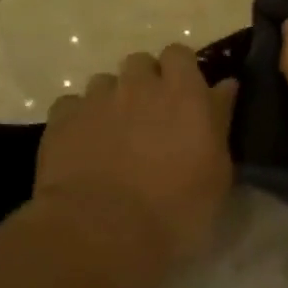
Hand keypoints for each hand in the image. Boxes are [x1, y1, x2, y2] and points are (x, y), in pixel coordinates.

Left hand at [27, 45, 237, 287]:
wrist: (100, 233)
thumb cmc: (175, 208)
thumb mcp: (217, 172)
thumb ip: (220, 120)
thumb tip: (225, 86)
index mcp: (183, 92)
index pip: (180, 54)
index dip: (180, 71)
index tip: (184, 96)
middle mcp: (139, 84)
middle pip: (140, 62)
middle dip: (145, 81)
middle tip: (151, 116)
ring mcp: (97, 100)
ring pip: (104, 82)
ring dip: (112, 100)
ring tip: (114, 134)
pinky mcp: (62, 121)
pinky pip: (71, 106)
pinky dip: (79, 120)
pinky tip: (83, 146)